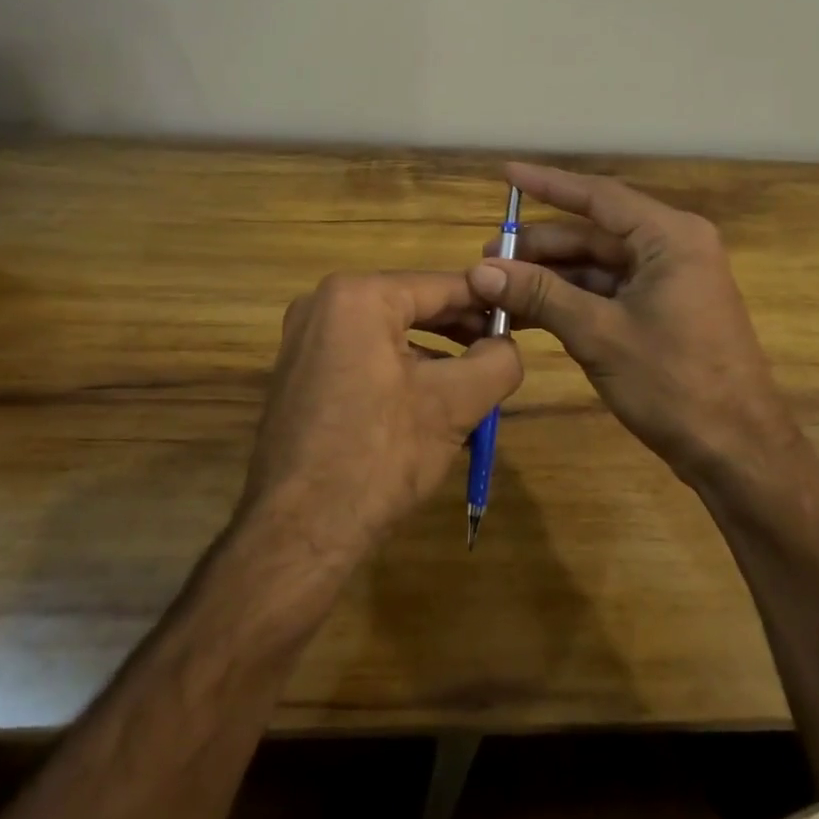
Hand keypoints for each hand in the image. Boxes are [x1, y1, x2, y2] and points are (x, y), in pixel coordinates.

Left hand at [239, 272, 521, 564]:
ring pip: (388, 333)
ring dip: (433, 354)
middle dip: (460, 330)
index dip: (486, 302)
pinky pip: (362, 354)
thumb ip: (497, 361)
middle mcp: (322, 303)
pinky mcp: (298, 372)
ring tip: (472, 382)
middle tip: (501, 351)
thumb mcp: (454, 404)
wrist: (298, 532)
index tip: (520, 317)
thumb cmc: (379, 456)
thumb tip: (508, 345)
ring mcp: (303, 339)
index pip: (440, 286)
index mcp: (357, 296)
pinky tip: (427, 402)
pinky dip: (399, 369)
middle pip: (412, 306)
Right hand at [466, 163, 786, 483]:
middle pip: (594, 233)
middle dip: (541, 246)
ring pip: (597, 266)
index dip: (548, 184)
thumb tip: (481, 270)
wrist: (737, 453)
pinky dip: (569, 300)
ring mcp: (668, 282)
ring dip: (550, 277)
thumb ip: (541, 294)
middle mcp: (672, 248)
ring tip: (498, 288)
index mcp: (670, 237)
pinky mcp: (662, 312)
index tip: (507, 173)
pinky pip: (607, 293)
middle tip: (489, 257)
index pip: (599, 196)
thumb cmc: (675, 383)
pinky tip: (528, 312)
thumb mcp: (599, 334)